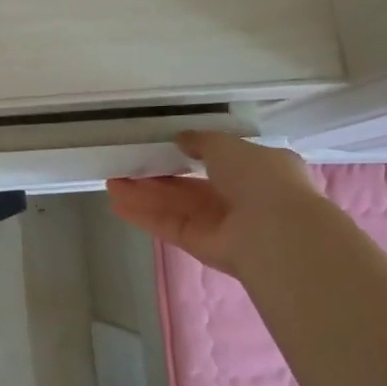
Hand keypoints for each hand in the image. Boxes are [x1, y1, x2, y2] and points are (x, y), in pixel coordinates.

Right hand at [107, 132, 321, 272]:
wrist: (276, 232)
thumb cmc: (259, 177)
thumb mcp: (228, 144)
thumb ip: (201, 141)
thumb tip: (181, 139)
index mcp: (258, 171)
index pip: (221, 161)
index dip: (191, 153)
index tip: (163, 147)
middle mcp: (241, 199)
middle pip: (191, 186)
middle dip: (158, 176)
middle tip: (126, 165)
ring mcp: (221, 225)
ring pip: (176, 205)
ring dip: (145, 194)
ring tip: (111, 182)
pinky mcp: (203, 246)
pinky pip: (170, 226)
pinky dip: (145, 216)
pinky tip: (118, 205)